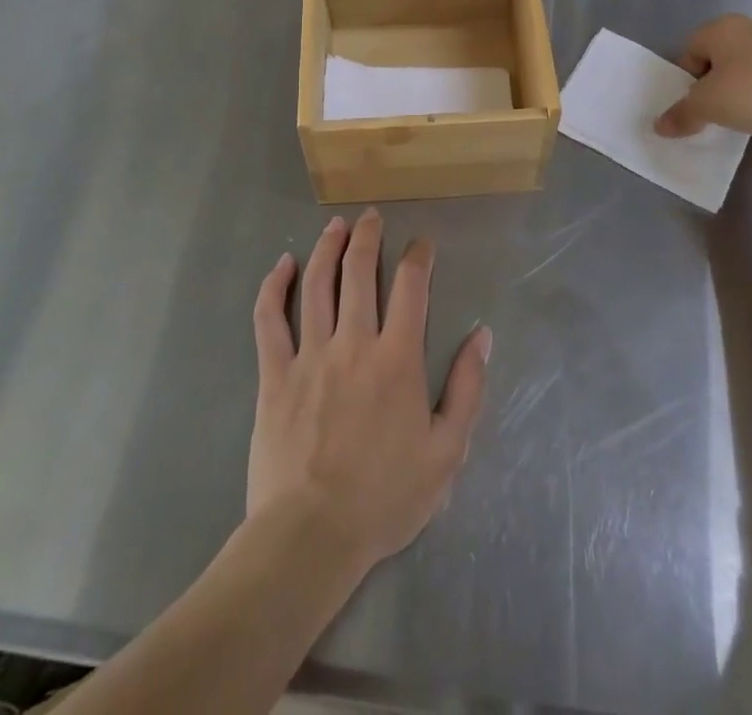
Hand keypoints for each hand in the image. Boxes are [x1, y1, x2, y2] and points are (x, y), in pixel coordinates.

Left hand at [248, 209, 490, 580]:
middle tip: (372, 216)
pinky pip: (270, 319)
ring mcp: (310, 354)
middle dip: (368, 237)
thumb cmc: (385, 498)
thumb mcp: (447, 451)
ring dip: (327, 247)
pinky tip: (281, 264)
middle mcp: (354, 342)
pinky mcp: (274, 373)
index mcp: (397, 358)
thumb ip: (467, 388)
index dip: (418, 257)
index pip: (411, 287)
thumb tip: (481, 335)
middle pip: (359, 271)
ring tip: (336, 225)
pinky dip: (274, 286)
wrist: (311, 535)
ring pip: (316, 284)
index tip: (422, 245)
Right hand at [652, 14, 751, 153]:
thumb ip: (681, 114)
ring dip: (743, 91)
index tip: (695, 106)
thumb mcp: (709, 107)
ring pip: (749, 69)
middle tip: (715, 113)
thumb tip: (659, 126)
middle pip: (719, 58)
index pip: (690, 50)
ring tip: (745, 119)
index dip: (687, 79)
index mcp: (724, 27)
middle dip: (714, 85)